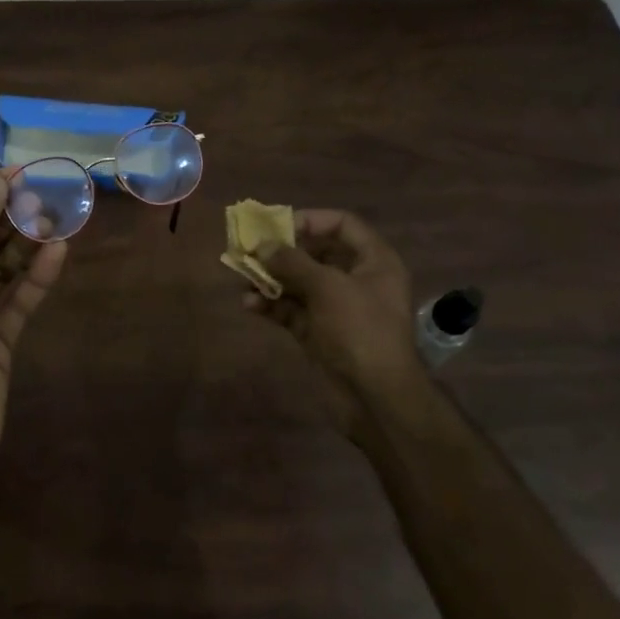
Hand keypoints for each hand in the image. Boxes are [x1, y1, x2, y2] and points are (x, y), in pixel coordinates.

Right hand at [242, 208, 427, 435]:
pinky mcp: (321, 334)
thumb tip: (263, 246)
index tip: (278, 226)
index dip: (311, 220)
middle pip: (317, 254)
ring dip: (271, 279)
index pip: (343, 225)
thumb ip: (292, 262)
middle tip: (251, 249)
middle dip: (282, 253)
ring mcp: (338, 309)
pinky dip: (272, 306)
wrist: (376, 398)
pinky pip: (293, 311)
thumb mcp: (327, 287)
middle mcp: (358, 280)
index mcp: (374, 261)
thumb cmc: (360, 330)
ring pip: (300, 284)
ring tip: (243, 277)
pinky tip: (248, 304)